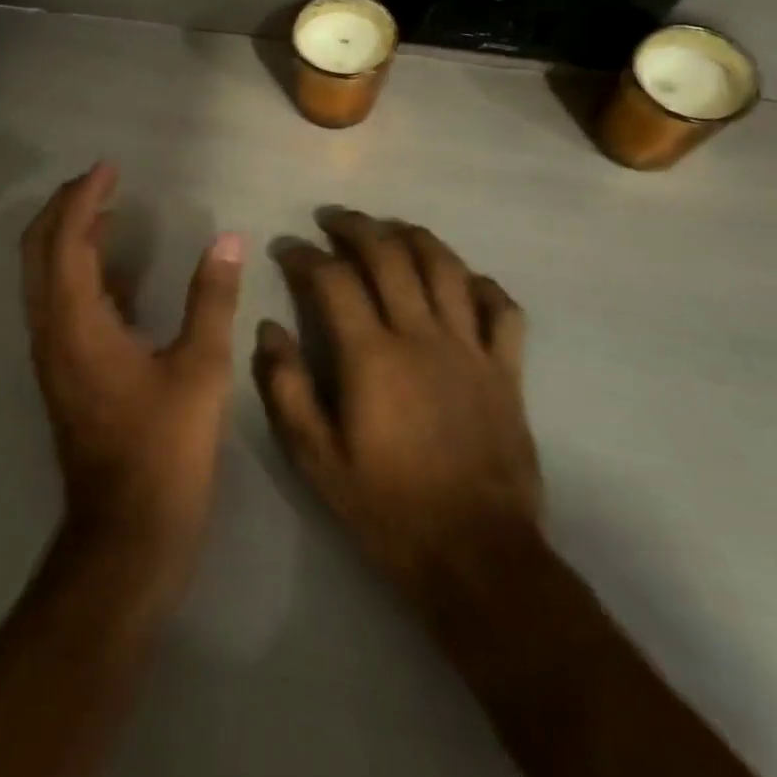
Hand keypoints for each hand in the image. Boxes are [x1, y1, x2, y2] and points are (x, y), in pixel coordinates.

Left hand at [22, 163, 244, 610]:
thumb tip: (228, 241)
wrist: (126, 532)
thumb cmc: (165, 449)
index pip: (66, 238)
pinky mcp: (62, 372)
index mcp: (76, 322)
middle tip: (102, 180)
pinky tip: (117, 271)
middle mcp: (50, 330)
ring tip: (109, 211)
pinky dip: (79, 272)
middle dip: (65, 207)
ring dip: (69, 237)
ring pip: (44, 276)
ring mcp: (51, 354)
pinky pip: (59, 302)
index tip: (110, 167)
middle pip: (39, 249)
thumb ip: (211, 298)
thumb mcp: (200, 368)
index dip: (85, 197)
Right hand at [253, 210, 541, 610]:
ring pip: (446, 267)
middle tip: (333, 218)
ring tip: (390, 229)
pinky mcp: (507, 371)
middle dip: (356, 227)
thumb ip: (286, 388)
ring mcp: (471, 349)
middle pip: (390, 256)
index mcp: (372, 356)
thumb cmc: (387, 508)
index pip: (333, 279)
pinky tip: (460, 280)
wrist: (477, 557)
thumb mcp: (316, 458)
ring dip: (414, 237)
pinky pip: (502, 309)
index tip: (287, 248)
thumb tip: (269, 329)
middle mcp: (422, 336)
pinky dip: (480, 284)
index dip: (305, 255)